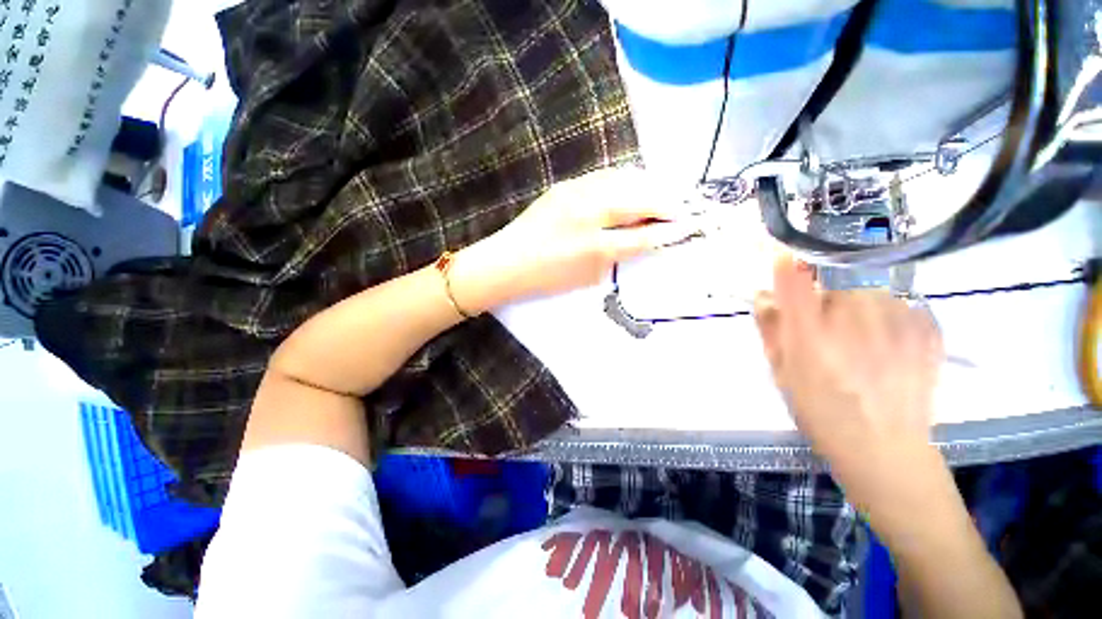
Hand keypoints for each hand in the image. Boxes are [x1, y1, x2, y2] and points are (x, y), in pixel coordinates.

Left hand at [451, 167, 696, 311]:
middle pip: (638, 201)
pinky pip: (603, 177)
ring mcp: (575, 194)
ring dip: (649, 186)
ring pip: (623, 181)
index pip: (643, 236)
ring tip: (664, 193)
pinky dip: (625, 180)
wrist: (506, 263)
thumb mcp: (587, 276)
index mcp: (594, 247)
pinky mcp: (565, 186)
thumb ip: (617, 256)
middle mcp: (588, 215)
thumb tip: (643, 238)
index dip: (669, 231)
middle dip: (667, 203)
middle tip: (685, 206)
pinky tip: (634, 184)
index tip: (690, 226)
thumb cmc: (547, 278)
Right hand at [753, 256, 945, 510]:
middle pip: (835, 283)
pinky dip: (889, 317)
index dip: (786, 265)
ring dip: (859, 308)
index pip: (793, 278)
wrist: (886, 449)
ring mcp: (896, 319)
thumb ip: (771, 328)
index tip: (783, 259)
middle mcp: (852, 316)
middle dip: (826, 299)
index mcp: (809, 332)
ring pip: (869, 293)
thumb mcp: (781, 371)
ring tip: (863, 344)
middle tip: (828, 331)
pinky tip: (889, 347)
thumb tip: (764, 295)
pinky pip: (900, 305)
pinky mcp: (927, 326)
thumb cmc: (821, 411)